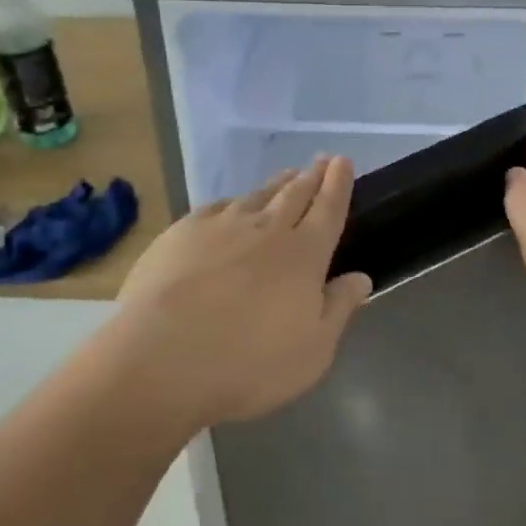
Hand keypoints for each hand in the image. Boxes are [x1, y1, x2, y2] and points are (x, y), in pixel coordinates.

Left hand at [113, 156, 371, 428]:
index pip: (328, 209)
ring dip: (276, 184)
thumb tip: (361, 278)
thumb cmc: (250, 364)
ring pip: (257, 196)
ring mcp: (221, 226)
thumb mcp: (313, 350)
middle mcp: (267, 230)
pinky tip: (233, 204)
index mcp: (304, 255)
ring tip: (287, 175)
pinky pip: (217, 207)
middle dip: (312, 176)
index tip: (343, 162)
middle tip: (322, 160)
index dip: (338, 185)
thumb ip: (338, 309)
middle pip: (295, 194)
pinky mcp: (182, 232)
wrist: (164, 358)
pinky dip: (234, 201)